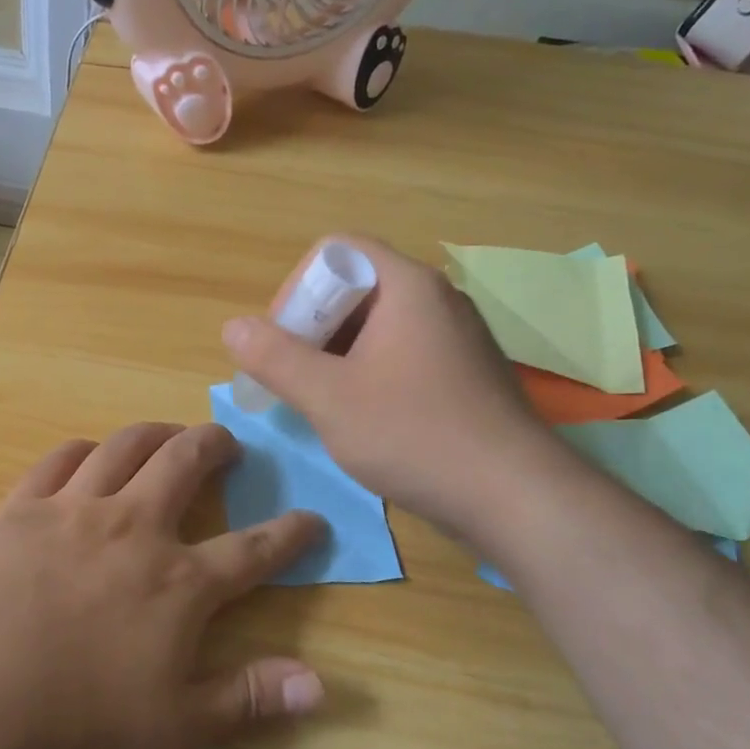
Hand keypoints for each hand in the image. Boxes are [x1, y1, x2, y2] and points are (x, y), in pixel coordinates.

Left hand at [0, 422, 325, 748]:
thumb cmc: (76, 723)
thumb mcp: (175, 729)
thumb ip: (248, 698)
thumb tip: (320, 683)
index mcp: (178, 583)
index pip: (254, 550)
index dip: (291, 533)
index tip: (312, 518)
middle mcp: (134, 527)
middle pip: (186, 462)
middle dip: (215, 445)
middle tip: (227, 444)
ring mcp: (75, 509)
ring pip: (126, 446)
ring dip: (156, 433)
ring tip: (168, 436)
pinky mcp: (23, 507)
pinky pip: (61, 459)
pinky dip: (84, 450)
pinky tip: (88, 455)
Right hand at [221, 235, 557, 528]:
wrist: (517, 497)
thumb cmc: (414, 435)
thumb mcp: (328, 397)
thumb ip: (274, 358)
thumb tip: (233, 327)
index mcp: (407, 286)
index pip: (336, 251)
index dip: (297, 287)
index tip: (283, 339)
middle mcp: (436, 299)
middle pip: (356, 287)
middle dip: (313, 326)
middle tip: (295, 377)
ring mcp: (456, 337)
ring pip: (378, 325)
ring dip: (338, 354)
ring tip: (323, 402)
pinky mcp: (465, 373)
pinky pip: (403, 353)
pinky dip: (369, 372)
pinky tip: (363, 418)